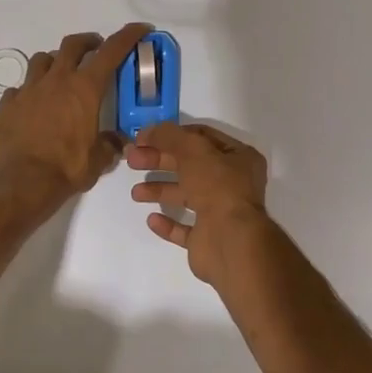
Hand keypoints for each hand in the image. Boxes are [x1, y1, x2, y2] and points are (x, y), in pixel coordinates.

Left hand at [0, 24, 149, 202]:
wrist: (20, 184)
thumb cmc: (66, 168)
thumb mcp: (98, 160)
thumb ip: (109, 145)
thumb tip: (117, 142)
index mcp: (85, 88)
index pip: (111, 51)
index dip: (128, 36)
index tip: (139, 29)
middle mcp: (57, 80)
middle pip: (73, 44)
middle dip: (88, 42)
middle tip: (95, 49)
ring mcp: (29, 89)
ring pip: (42, 59)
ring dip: (55, 62)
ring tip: (60, 76)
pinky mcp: (7, 104)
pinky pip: (19, 88)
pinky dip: (29, 91)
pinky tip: (32, 105)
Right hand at [126, 121, 278, 289]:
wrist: (230, 242)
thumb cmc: (217, 187)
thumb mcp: (193, 150)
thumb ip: (169, 136)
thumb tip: (147, 130)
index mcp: (239, 157)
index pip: (201, 137)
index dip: (172, 135)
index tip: (144, 138)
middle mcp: (233, 183)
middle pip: (190, 165)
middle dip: (160, 161)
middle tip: (132, 160)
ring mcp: (221, 213)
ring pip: (186, 196)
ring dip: (160, 190)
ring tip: (136, 193)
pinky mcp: (208, 239)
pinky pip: (185, 228)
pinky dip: (168, 223)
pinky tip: (152, 219)